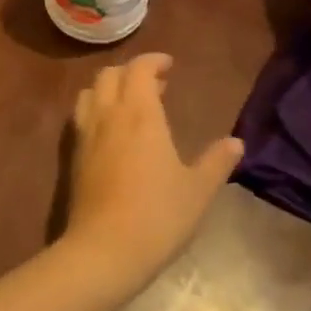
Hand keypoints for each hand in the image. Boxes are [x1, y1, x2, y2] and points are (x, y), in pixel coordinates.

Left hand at [65, 54, 242, 290]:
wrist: (104, 250)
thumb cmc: (158, 216)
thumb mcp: (198, 190)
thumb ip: (216, 162)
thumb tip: (236, 143)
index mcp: (140, 114)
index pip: (139, 69)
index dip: (153, 61)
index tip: (169, 65)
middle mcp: (109, 115)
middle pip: (110, 74)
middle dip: (131, 71)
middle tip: (155, 85)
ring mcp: (86, 134)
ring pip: (90, 92)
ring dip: (109, 87)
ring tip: (130, 103)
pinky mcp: (73, 155)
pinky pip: (81, 115)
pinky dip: (95, 108)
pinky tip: (111, 131)